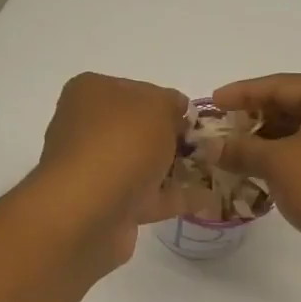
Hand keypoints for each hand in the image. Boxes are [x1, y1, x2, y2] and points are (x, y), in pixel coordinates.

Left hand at [33, 73, 188, 268]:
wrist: (88, 211)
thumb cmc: (121, 144)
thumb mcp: (156, 106)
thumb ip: (172, 103)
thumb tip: (177, 113)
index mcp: (91, 93)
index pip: (136, 90)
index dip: (168, 102)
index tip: (195, 119)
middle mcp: (88, 129)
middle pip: (139, 129)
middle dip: (172, 137)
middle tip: (207, 146)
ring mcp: (97, 170)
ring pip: (143, 164)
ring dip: (174, 168)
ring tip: (212, 171)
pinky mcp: (108, 206)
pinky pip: (148, 197)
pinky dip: (174, 197)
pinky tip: (207, 198)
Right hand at [208, 74, 300, 277]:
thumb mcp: (277, 163)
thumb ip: (241, 150)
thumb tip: (209, 146)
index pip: (279, 85)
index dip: (242, 93)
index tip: (211, 102)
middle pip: (291, 107)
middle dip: (253, 121)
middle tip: (218, 132)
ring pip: (299, 135)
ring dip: (266, 145)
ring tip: (231, 156)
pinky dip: (283, 163)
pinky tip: (258, 175)